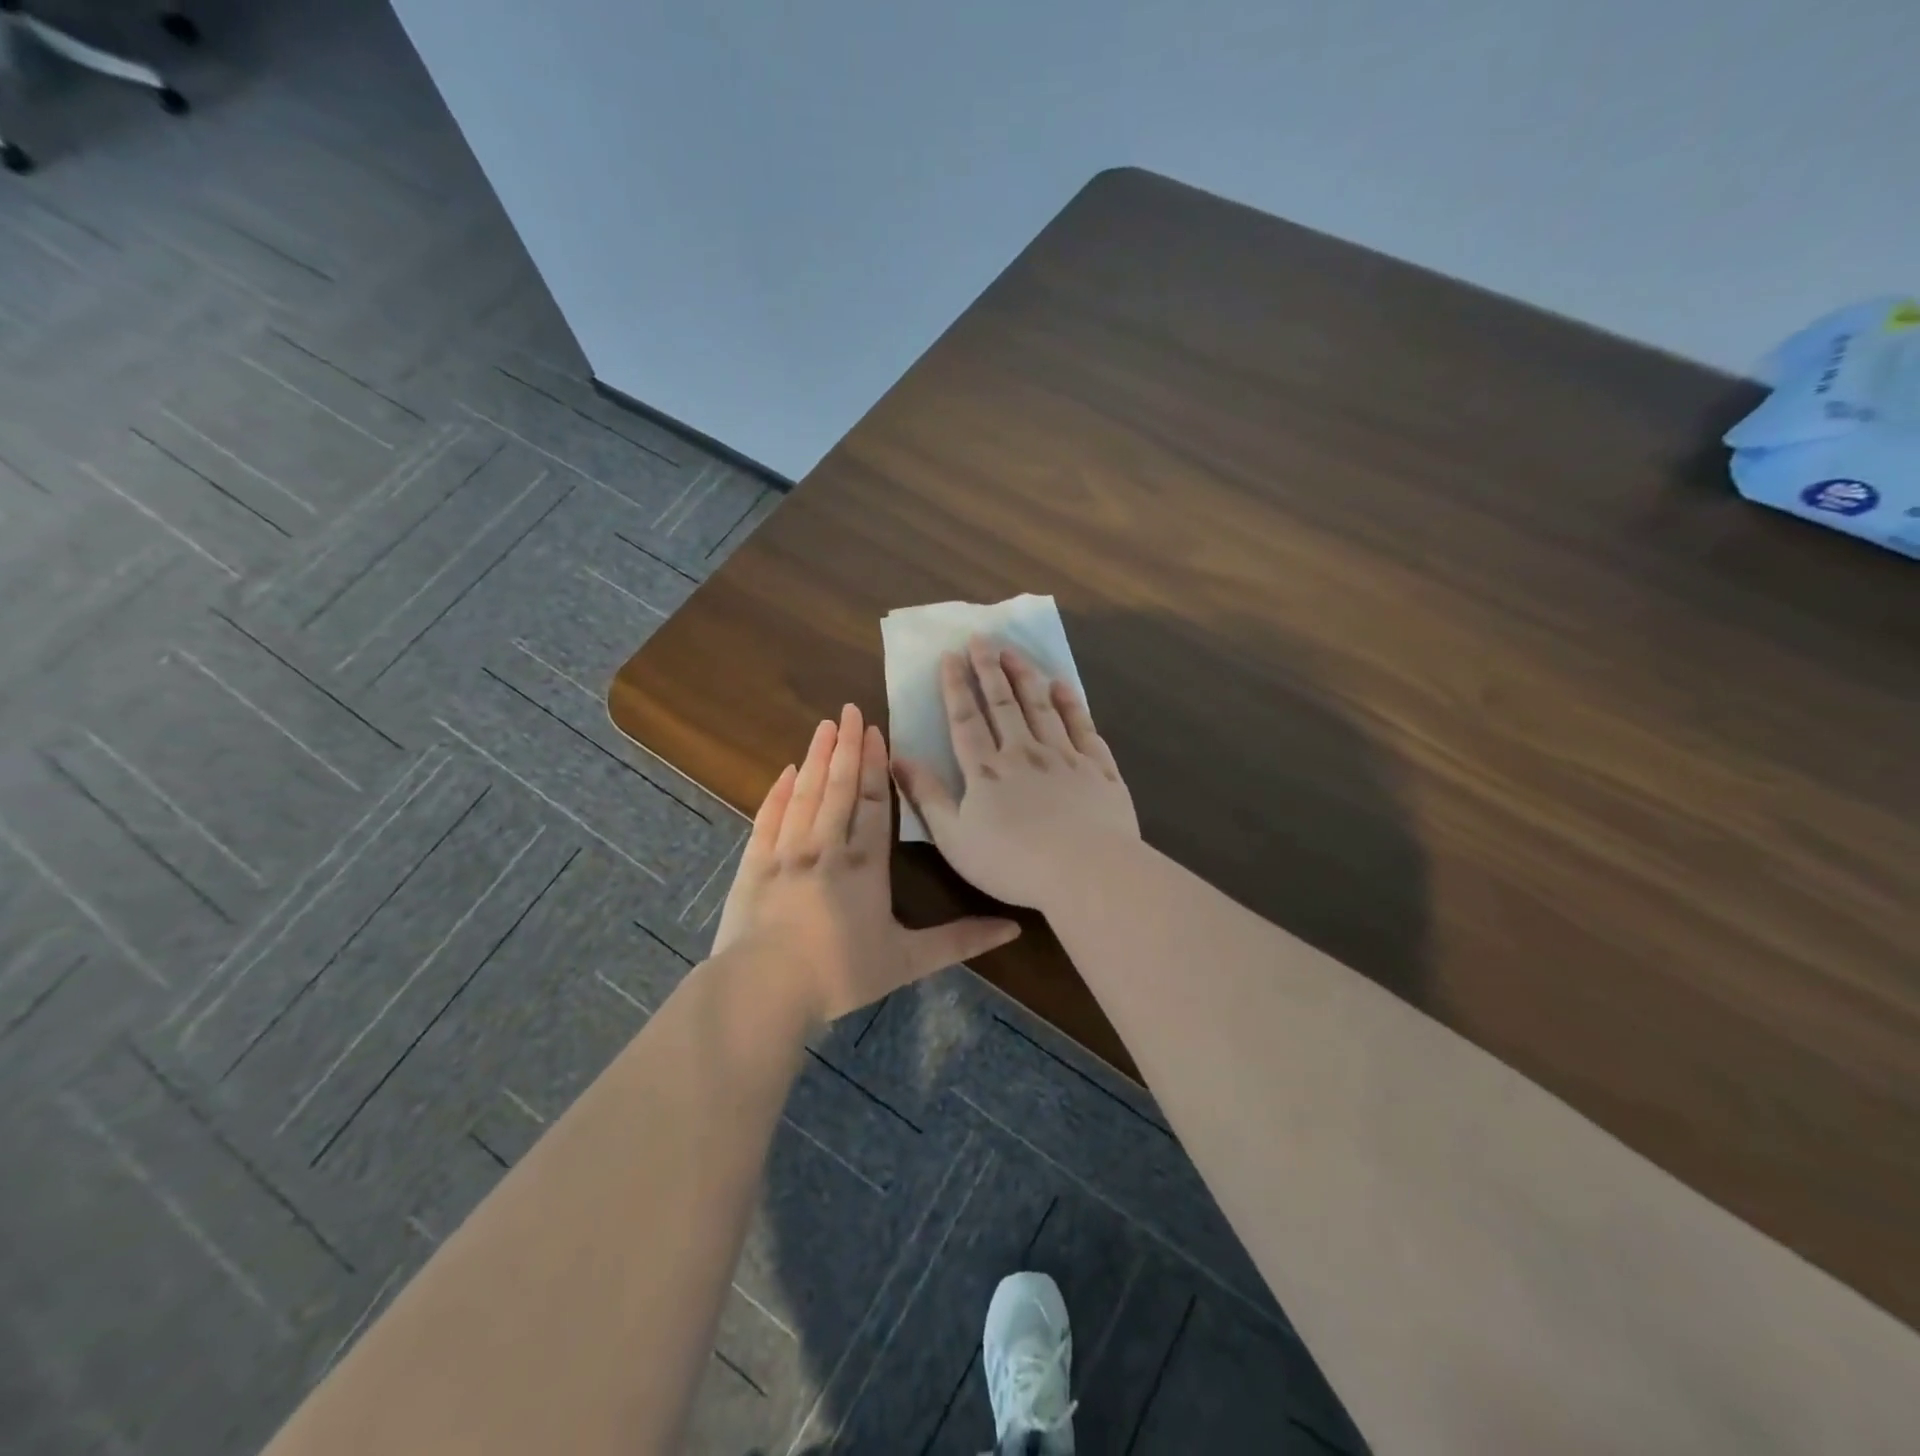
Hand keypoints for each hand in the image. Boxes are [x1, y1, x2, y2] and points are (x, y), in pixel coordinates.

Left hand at [711, 703, 1021, 1023]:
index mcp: (865, 866)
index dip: (875, 766)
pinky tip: (786, 773)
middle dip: (845, 747)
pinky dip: (778, 794)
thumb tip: (1013, 928)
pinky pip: (768, 819)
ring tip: (823, 727)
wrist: (764, 990)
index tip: (875, 732)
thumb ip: (959, 941)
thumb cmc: (840, 974)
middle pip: (838, 787)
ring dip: (816, 759)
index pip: (873, 804)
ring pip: (805, 795)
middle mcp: (826, 848)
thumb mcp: (907, 961)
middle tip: (848, 710)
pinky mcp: (754, 866)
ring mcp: (786, 853)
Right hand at [892, 638, 1139, 910]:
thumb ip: (927, 797)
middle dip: (989, 668)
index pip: (966, 719)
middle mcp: (1024, 753)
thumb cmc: (1013, 863)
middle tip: (981, 638)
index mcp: (986, 770)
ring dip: (1026, 677)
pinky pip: (1082, 727)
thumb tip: (898, 758)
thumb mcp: (955, 838)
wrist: (1087, 872)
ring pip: (1042, 707)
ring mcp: (1065, 757)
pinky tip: (1063, 686)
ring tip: (1014, 652)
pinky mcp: (1099, 768)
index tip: (950, 655)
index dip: (955, 686)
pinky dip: (1072, 703)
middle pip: (1003, 703)